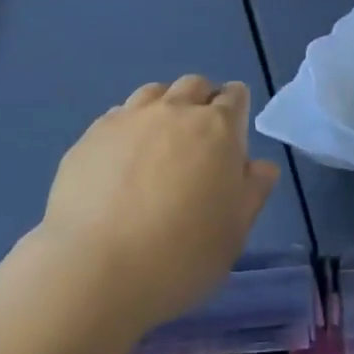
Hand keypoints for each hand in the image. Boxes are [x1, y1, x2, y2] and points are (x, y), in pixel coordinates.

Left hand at [39, 75, 280, 333]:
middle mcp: (174, 110)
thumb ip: (252, 191)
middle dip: (201, 102)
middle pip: (193, 86)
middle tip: (198, 140)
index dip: (237, 110)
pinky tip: (121, 161)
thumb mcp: (233, 233)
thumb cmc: (181, 256)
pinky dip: (128, 129)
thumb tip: (261, 166)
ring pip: (153, 93)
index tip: (233, 135)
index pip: (235, 96)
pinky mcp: (92, 134)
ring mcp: (129, 118)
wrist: (96, 267)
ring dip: (164, 109)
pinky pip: (118, 116)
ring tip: (158, 145)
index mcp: (217, 128)